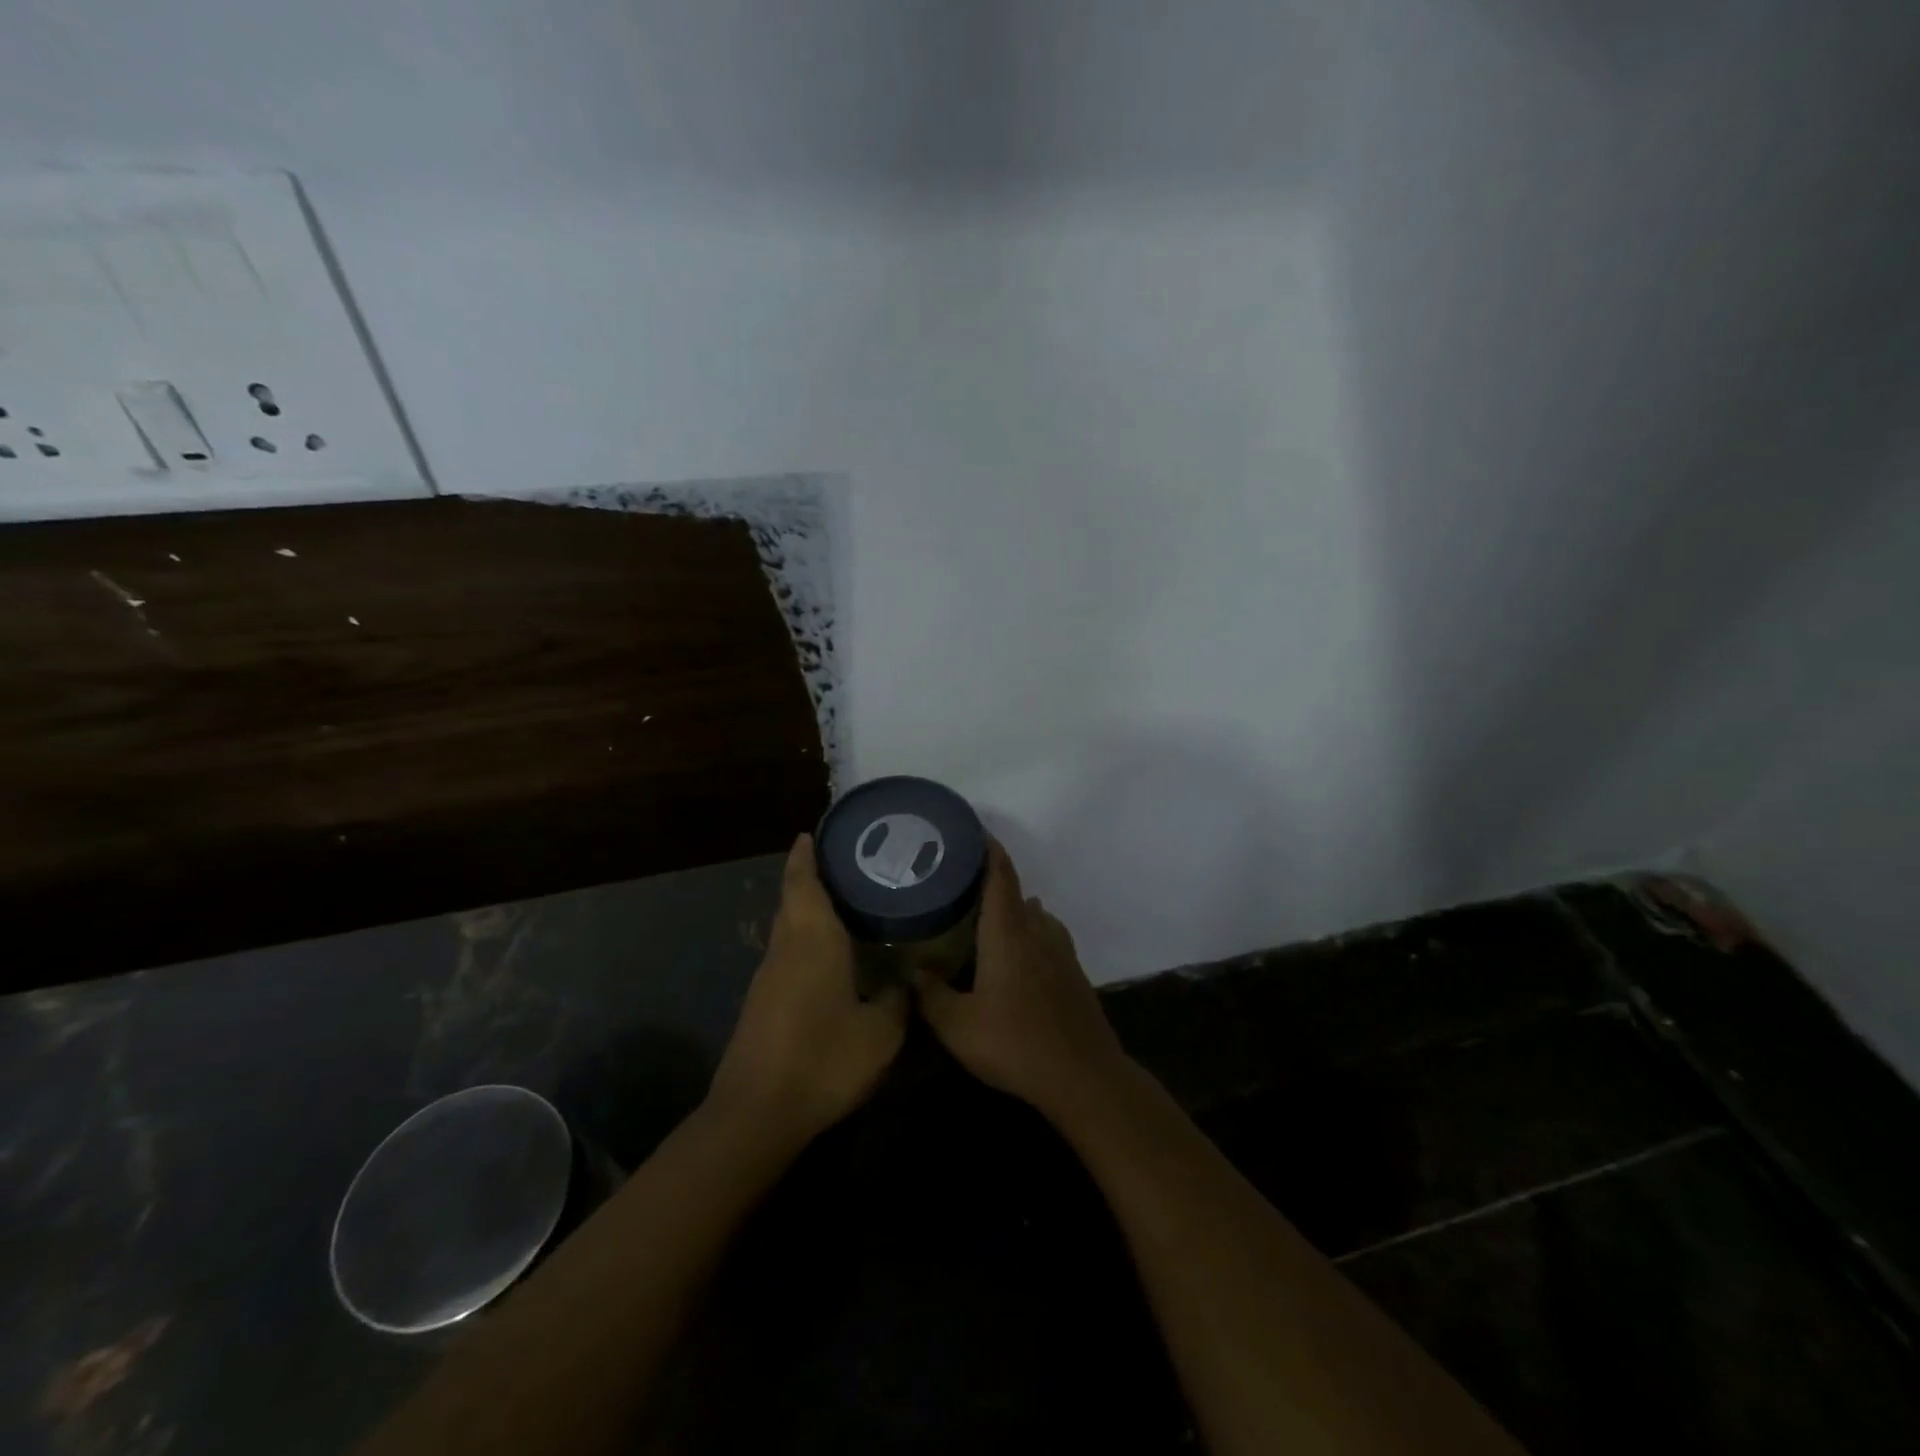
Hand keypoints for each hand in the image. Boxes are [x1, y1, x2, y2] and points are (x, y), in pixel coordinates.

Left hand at [708, 835, 908, 1143]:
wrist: (757, 1113)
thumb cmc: (822, 1060)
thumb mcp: (880, 1034)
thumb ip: (898, 1002)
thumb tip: (907, 982)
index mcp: (812, 941)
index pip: (802, 883)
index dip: (806, 855)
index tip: (815, 832)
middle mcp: (785, 948)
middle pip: (791, 899)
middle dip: (809, 876)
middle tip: (847, 864)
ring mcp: (768, 976)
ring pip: (787, 926)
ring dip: (807, 907)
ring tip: (846, 902)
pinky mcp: (762, 1002)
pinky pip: (787, 952)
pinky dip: (805, 938)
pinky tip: (831, 954)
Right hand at [915, 840, 1132, 1119]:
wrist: (1083, 1076)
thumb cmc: (1015, 1043)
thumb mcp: (958, 1026)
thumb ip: (930, 994)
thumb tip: (911, 969)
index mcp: (1009, 932)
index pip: (1001, 876)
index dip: (988, 849)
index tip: (972, 830)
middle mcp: (1038, 931)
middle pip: (1016, 893)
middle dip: (991, 883)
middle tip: (960, 886)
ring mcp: (1062, 951)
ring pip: (1035, 916)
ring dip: (1013, 911)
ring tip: (984, 921)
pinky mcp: (1074, 973)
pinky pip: (1047, 937)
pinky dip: (1029, 934)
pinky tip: (1015, 957)